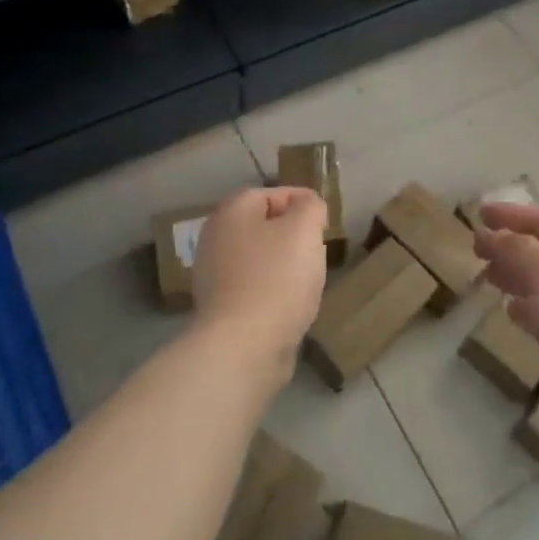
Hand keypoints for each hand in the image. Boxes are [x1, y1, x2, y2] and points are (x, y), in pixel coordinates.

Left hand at [192, 187, 328, 382]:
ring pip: (257, 258)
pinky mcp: (220, 308)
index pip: (270, 193)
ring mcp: (213, 275)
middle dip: (291, 234)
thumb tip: (307, 204)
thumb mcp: (304, 230)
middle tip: (318, 248)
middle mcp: (215, 238)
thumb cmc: (276, 278)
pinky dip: (272, 290)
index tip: (325, 220)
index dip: (301, 201)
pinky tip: (290, 304)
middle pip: (261, 226)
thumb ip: (310, 207)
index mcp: (231, 212)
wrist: (243, 346)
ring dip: (282, 264)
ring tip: (309, 278)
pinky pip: (253, 287)